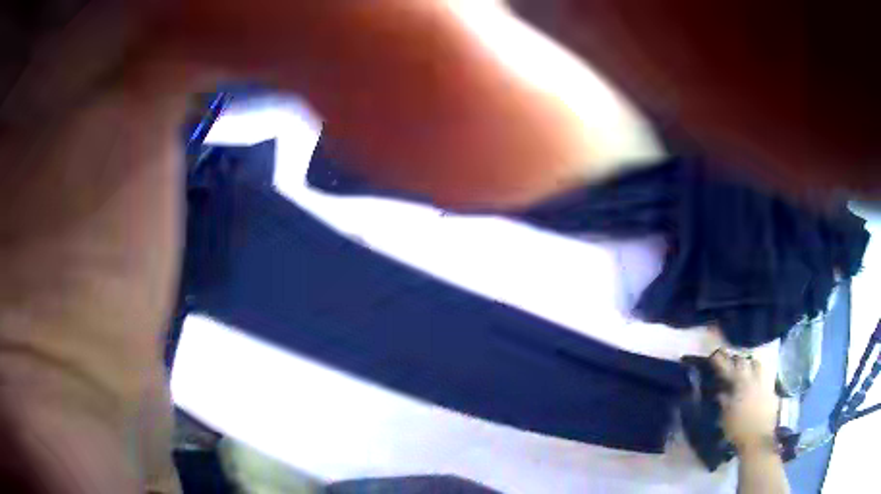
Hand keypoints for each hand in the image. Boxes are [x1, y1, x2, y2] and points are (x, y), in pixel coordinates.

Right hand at [710, 350, 778, 452]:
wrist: (758, 440)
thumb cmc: (738, 429)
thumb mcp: (726, 417)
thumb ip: (724, 402)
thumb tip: (721, 392)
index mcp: (741, 384)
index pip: (729, 368)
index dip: (721, 362)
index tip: (715, 355)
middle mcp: (754, 380)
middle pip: (748, 362)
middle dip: (739, 361)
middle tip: (733, 364)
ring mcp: (766, 385)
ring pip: (760, 366)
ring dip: (753, 366)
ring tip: (748, 371)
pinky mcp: (773, 393)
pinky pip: (767, 380)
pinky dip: (761, 380)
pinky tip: (758, 387)